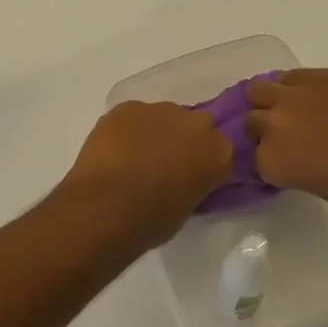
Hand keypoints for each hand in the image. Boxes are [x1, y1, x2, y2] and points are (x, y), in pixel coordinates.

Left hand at [56, 101, 234, 249]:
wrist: (106, 206)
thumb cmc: (152, 220)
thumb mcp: (188, 209)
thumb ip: (194, 184)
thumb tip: (182, 180)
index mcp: (220, 153)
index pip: (221, 152)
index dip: (206, 165)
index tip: (193, 178)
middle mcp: (197, 124)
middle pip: (196, 127)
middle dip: (184, 141)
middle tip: (165, 166)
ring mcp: (162, 110)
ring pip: (164, 118)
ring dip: (155, 133)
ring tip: (134, 159)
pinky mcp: (128, 106)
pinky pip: (133, 116)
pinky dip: (128, 130)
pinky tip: (114, 151)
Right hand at [246, 69, 327, 216]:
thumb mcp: (324, 190)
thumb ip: (298, 171)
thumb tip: (297, 159)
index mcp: (273, 162)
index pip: (252, 159)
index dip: (268, 160)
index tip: (282, 163)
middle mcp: (273, 125)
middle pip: (252, 122)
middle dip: (264, 130)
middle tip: (287, 137)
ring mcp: (293, 96)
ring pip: (258, 90)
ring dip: (268, 101)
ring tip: (289, 109)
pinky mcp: (317, 74)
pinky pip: (289, 76)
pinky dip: (292, 86)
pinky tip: (310, 96)